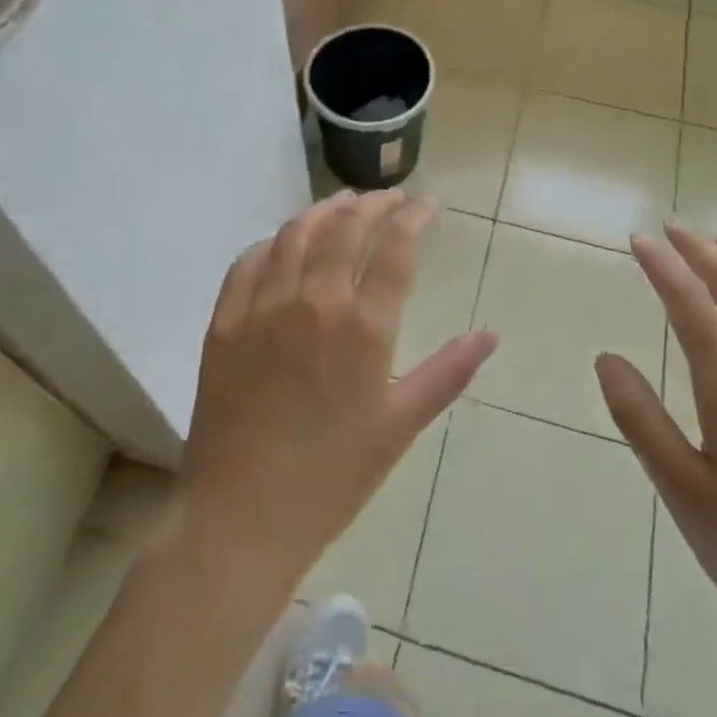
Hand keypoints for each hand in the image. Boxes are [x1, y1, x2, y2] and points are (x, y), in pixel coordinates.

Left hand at [176, 190, 498, 587]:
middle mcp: (314, 300)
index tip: (428, 205)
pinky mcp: (225, 320)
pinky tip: (284, 241)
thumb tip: (491, 335)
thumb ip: (447, 372)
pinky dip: (274, 241)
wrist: (242, 517)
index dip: (416, 217)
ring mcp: (264, 306)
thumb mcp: (400, 426)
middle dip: (375, 203)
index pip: (396, 248)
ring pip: (297, 233)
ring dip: (325, 210)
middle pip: (347, 227)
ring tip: (344, 203)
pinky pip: (249, 261)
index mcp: (363, 326)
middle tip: (392, 198)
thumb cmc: (332, 477)